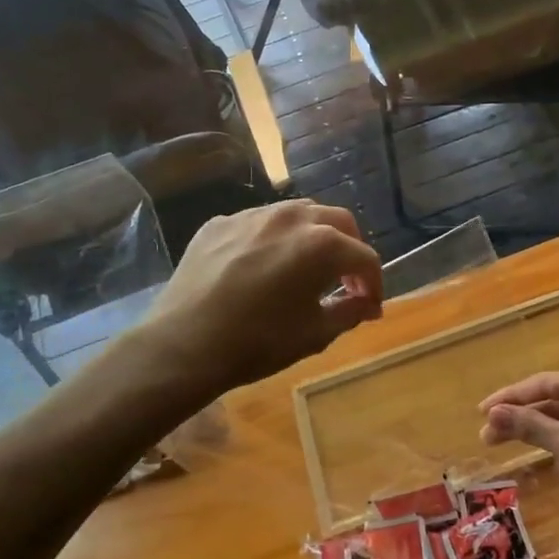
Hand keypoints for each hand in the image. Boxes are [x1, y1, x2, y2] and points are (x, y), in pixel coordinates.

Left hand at [142, 201, 382, 396]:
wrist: (184, 344)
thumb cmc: (258, 342)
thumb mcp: (315, 334)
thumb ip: (349, 312)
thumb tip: (367, 305)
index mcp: (322, 244)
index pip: (364, 257)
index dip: (374, 284)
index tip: (370, 306)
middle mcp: (291, 217)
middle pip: (338, 222)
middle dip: (350, 250)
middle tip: (345, 280)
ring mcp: (252, 216)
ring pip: (297, 214)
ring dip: (313, 237)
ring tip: (306, 267)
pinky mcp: (220, 223)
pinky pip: (259, 224)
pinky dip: (273, 240)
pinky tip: (262, 267)